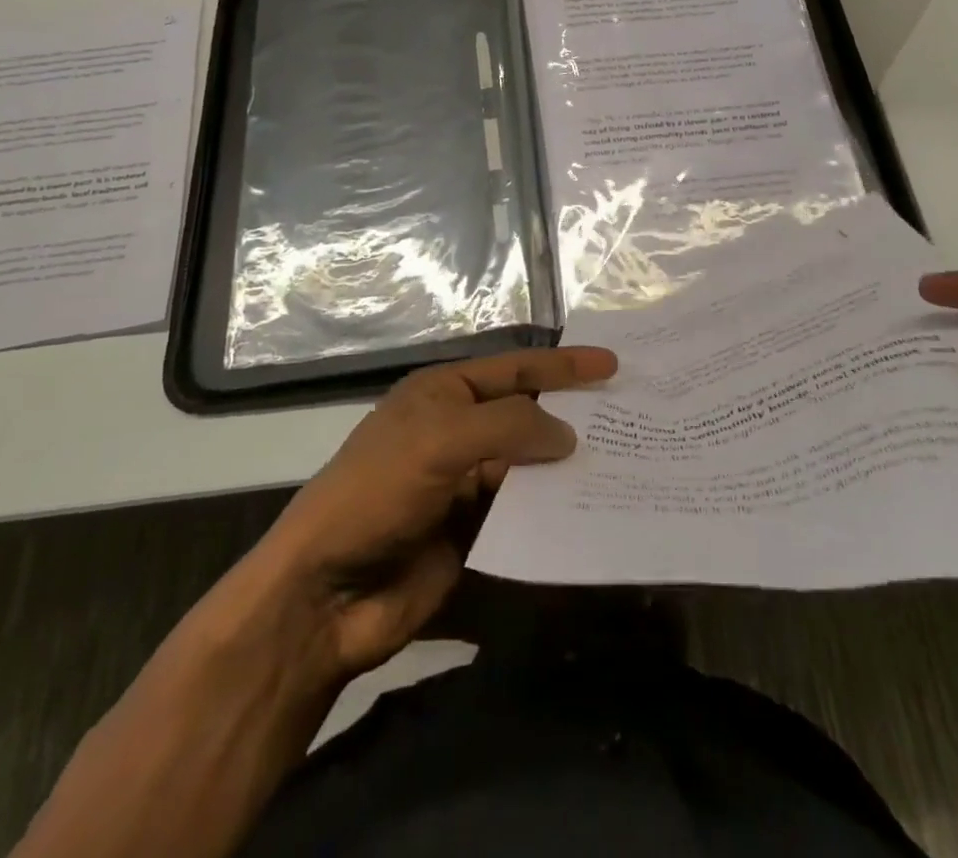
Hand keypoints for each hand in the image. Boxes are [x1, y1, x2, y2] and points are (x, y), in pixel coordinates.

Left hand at [250, 346, 616, 684]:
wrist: (326, 593)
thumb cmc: (379, 491)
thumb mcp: (442, 440)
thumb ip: (510, 426)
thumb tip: (568, 434)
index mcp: (443, 394)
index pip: (514, 369)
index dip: (563, 365)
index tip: (612, 365)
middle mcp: (457, 431)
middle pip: (526, 414)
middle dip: (572, 413)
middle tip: (631, 415)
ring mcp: (464, 484)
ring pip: (529, 466)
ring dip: (568, 466)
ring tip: (626, 464)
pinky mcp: (472, 532)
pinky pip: (523, 513)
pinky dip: (553, 511)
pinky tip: (591, 512)